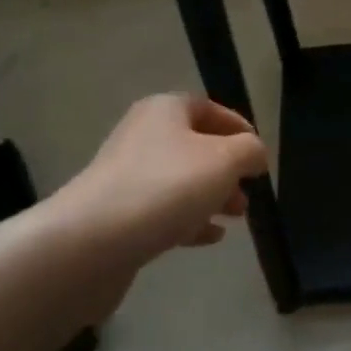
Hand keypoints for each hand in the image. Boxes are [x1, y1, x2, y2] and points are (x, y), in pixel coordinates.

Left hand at [54, 94, 268, 264]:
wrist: (91, 242)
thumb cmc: (166, 186)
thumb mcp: (225, 160)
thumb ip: (250, 151)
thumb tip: (255, 154)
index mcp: (165, 110)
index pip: (209, 108)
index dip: (238, 128)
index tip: (259, 154)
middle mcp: (143, 136)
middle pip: (195, 146)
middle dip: (227, 169)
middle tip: (249, 191)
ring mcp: (126, 177)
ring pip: (181, 181)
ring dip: (212, 196)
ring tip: (237, 216)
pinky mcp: (117, 215)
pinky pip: (162, 211)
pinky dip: (189, 220)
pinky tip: (210, 237)